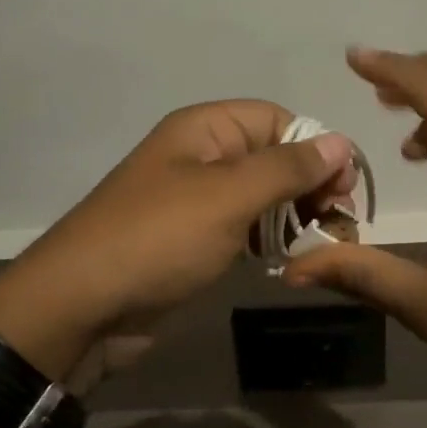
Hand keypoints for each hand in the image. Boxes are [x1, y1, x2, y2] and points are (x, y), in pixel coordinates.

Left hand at [0, 101, 355, 379]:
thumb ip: (287, 168)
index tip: (345, 187)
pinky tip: (289, 261)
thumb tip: (340, 141)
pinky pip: (244, 229)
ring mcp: (196, 202)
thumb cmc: (158, 239)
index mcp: (205, 130)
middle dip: (311, 185)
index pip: (278, 120)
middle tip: (340, 223)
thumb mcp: (227, 196)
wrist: (81, 307)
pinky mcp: (193, 242)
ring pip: (262, 197)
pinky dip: (270, 241)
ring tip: (323, 246)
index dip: (316, 146)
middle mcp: (202, 157)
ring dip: (296, 216)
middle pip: (273, 158)